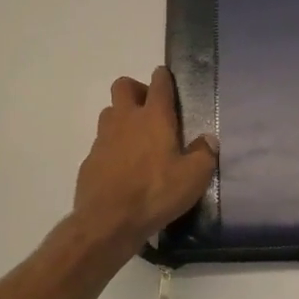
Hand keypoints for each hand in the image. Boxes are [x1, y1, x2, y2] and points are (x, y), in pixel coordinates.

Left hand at [73, 68, 217, 250]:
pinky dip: (112, 148)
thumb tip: (208, 140)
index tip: (166, 78)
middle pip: (123, 86)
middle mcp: (125, 120)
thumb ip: (204, 154)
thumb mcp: (194, 177)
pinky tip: (123, 169)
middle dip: (136, 90)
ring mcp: (103, 139)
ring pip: (109, 113)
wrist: (108, 222)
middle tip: (150, 110)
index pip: (159, 83)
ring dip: (122, 117)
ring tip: (137, 139)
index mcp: (154, 117)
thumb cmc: (156, 193)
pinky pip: (101, 144)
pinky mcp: (89, 160)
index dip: (163, 77)